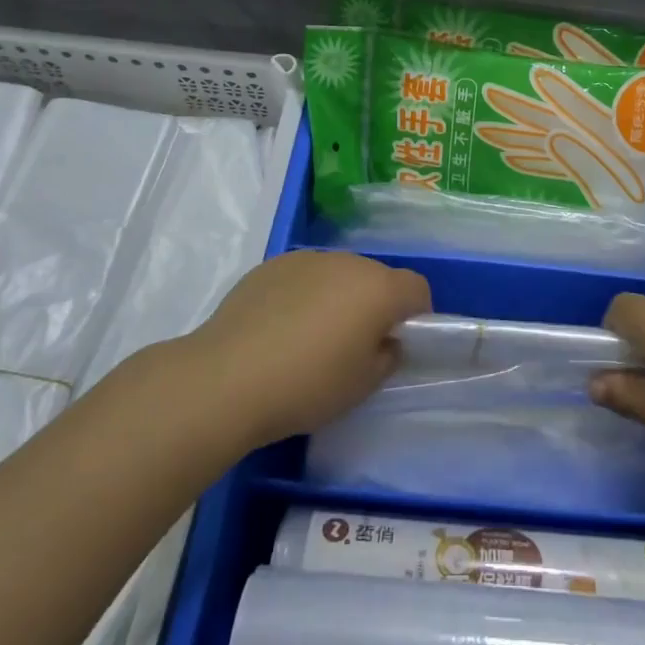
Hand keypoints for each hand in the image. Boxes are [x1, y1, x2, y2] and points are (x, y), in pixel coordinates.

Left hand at [182, 250, 430, 448]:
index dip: (417, 314)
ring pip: (338, 274)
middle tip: (354, 344)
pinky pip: (303, 276)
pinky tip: (280, 328)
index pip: (417, 288)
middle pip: (376, 277)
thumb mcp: (362, 385)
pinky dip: (303, 294)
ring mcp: (307, 259)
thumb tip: (385, 341)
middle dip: (374, 304)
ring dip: (338, 296)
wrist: (227, 378)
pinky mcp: (271, 265)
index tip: (399, 341)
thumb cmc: (307, 385)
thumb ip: (386, 357)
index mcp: (378, 289)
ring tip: (311, 336)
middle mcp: (347, 262)